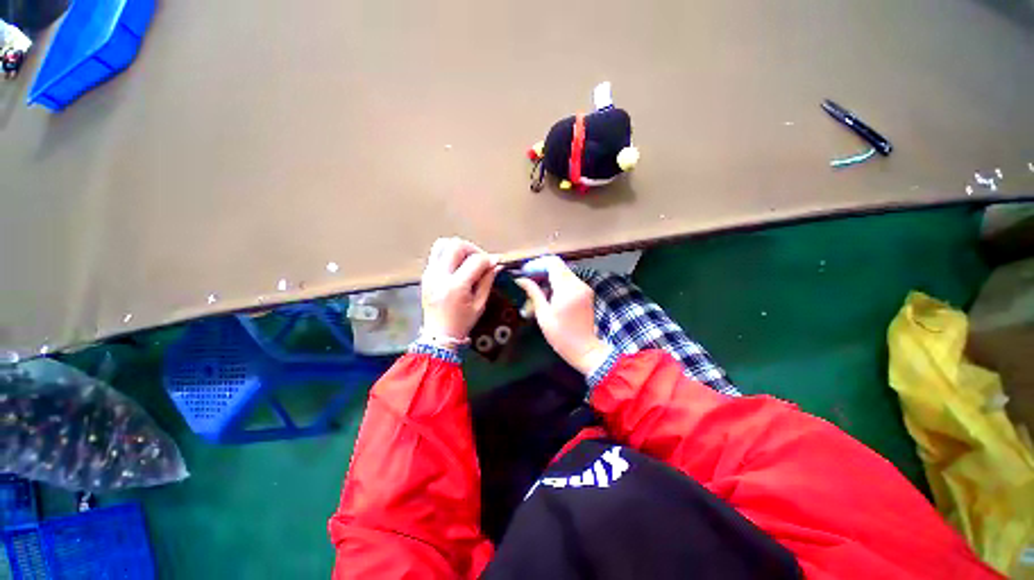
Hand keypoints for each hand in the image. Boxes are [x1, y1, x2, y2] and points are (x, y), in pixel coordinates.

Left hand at [421, 238, 500, 340]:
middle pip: (456, 245)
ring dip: (458, 248)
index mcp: (455, 286)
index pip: (475, 260)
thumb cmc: (461, 323)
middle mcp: (439, 276)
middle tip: (480, 260)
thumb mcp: (479, 304)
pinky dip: (449, 255)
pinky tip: (458, 267)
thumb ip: (488, 281)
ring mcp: (430, 274)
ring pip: (442, 244)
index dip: (489, 259)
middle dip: (473, 249)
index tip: (496, 262)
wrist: (438, 335)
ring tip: (467, 260)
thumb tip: (496, 265)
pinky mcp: (425, 275)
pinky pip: (437, 254)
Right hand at [514, 257, 611, 374]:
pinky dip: (557, 282)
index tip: (525, 271)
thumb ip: (534, 293)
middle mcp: (578, 284)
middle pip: (558, 266)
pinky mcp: (586, 293)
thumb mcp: (543, 315)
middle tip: (528, 279)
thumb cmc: (561, 335)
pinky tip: (547, 293)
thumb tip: (520, 280)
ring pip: (564, 272)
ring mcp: (584, 287)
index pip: (553, 263)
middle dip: (542, 269)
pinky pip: (569, 280)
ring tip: (535, 287)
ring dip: (549, 276)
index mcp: (567, 288)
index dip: (537, 264)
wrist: (585, 349)